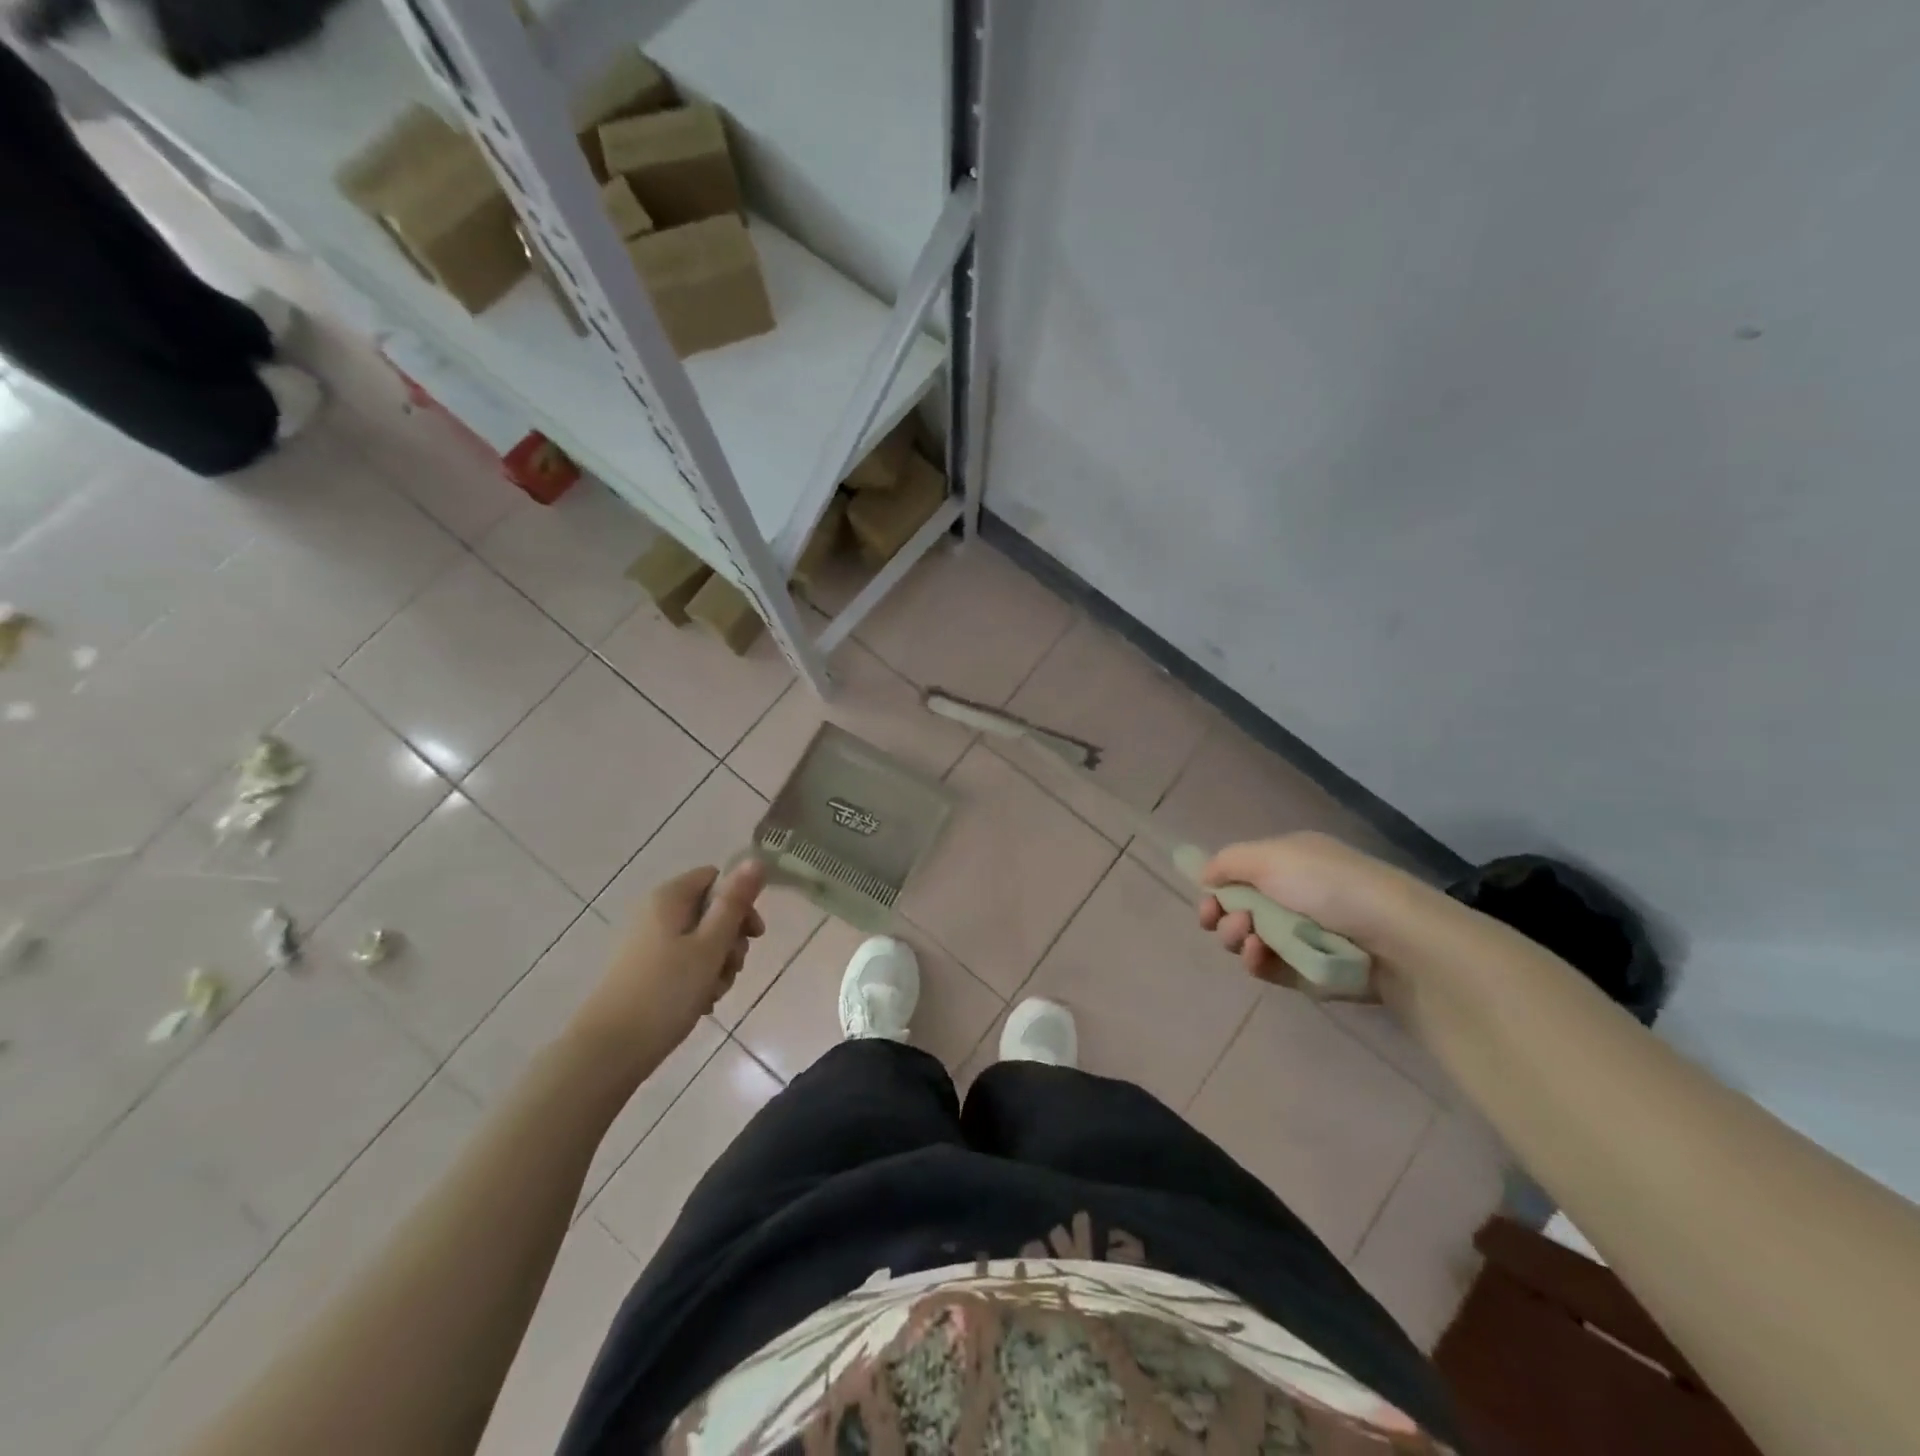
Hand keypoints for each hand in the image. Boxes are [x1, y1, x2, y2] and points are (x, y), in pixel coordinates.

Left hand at [573, 860, 766, 1071]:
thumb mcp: (710, 945)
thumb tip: (756, 859)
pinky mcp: (645, 970)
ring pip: (701, 941)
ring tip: (714, 992)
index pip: (716, 878)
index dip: (740, 903)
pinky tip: (702, 1002)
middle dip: (731, 940)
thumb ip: (735, 903)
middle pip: (711, 911)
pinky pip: (684, 962)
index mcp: (670, 898)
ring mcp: (649, 943)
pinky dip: (699, 978)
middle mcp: (656, 913)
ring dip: (718, 964)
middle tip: (732, 968)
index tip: (752, 936)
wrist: (609, 1050)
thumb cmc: (666, 991)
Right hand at [1196, 832, 1425, 997]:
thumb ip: (1228, 861)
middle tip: (1232, 922)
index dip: (1217, 888)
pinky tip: (1259, 957)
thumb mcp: (1272, 856)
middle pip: (1238, 909)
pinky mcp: (1309, 972)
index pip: (1240, 875)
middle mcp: (1294, 896)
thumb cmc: (1329, 885)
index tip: (1207, 901)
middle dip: (1223, 916)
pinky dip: (1258, 962)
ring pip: (1249, 940)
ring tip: (1251, 938)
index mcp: (1289, 864)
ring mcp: (1302, 936)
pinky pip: (1270, 968)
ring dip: (1238, 938)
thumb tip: (1205, 875)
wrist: (1394, 939)